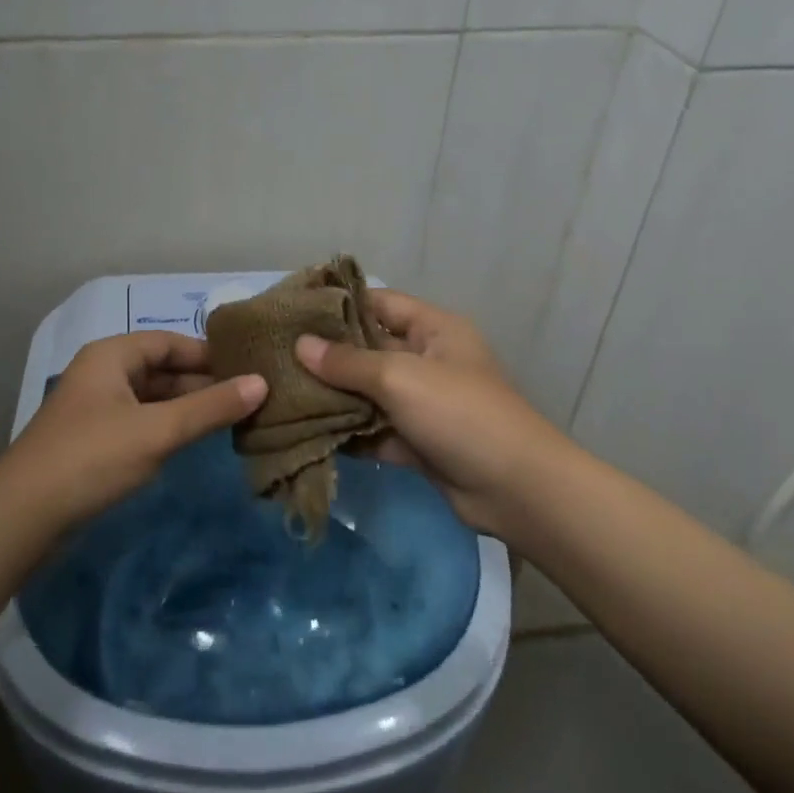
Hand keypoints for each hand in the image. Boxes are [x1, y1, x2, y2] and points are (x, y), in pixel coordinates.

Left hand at [0, 331, 267, 530]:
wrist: (22, 516)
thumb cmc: (92, 458)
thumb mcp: (158, 430)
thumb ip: (210, 408)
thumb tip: (261, 383)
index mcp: (111, 355)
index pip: (169, 342)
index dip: (207, 354)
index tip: (247, 369)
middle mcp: (102, 373)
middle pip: (160, 369)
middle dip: (200, 383)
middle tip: (246, 398)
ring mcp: (95, 408)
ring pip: (151, 398)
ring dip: (185, 407)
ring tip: (230, 420)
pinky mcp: (92, 440)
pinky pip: (139, 422)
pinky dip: (166, 427)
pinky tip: (191, 442)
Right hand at [294, 291, 561, 538]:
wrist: (516, 489)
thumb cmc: (460, 413)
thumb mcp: (400, 378)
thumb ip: (348, 362)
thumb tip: (300, 345)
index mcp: (434, 329)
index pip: (380, 303)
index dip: (340, 304)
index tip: (294, 311)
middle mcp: (427, 360)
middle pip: (369, 348)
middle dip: (328, 354)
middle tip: (277, 354)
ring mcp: (422, 403)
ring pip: (369, 392)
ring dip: (334, 395)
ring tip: (282, 391)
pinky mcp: (417, 442)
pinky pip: (374, 429)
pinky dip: (348, 431)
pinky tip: (306, 430)